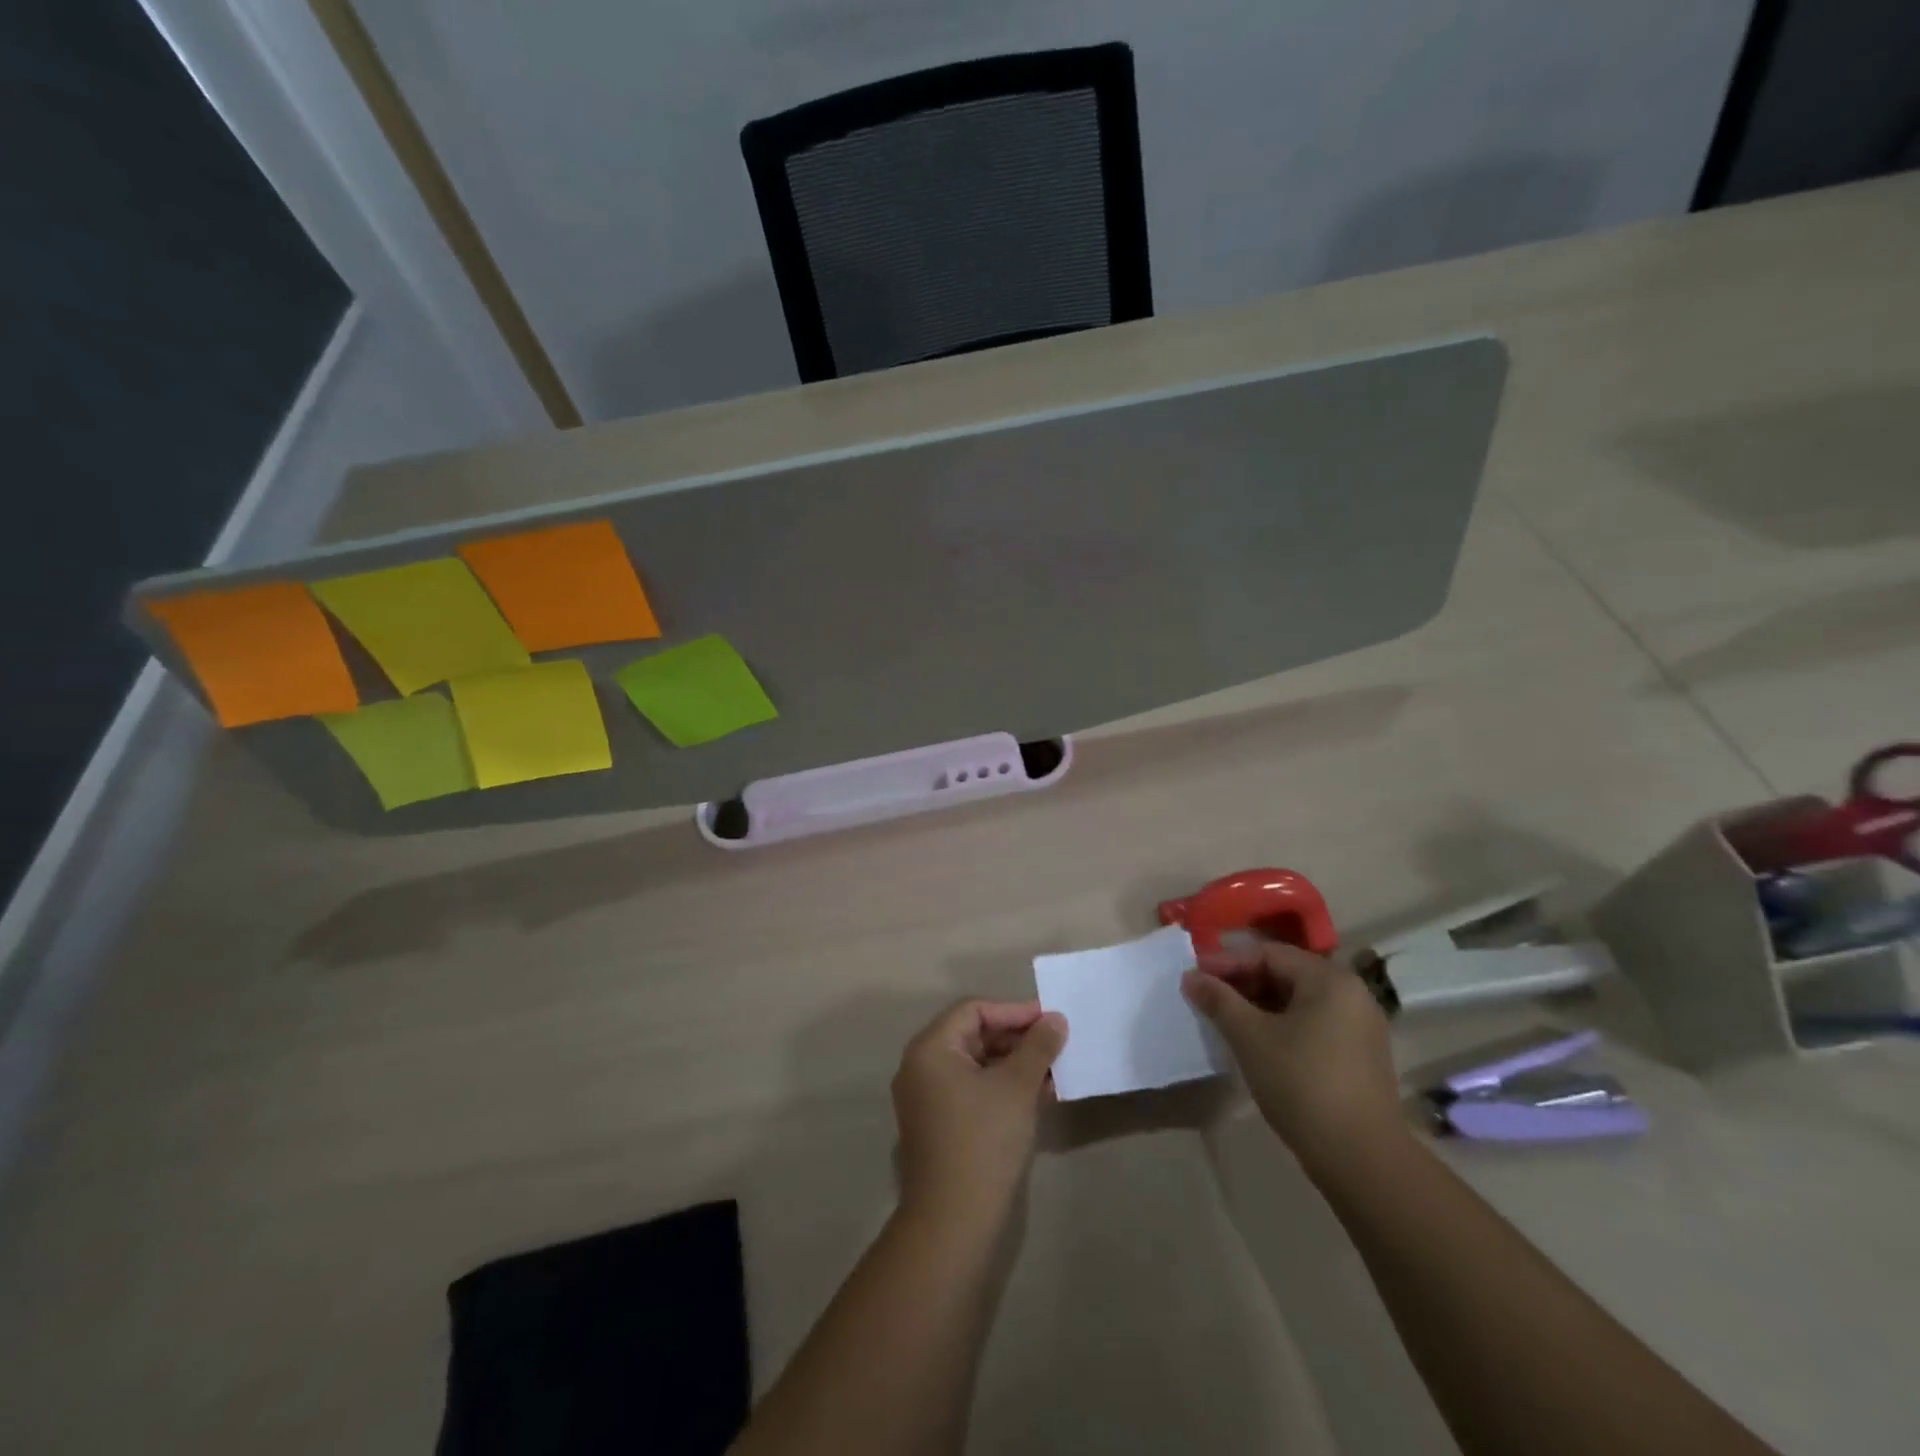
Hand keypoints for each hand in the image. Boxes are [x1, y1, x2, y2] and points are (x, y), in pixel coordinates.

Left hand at [891, 1000, 1066, 1229]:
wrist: (954, 1222)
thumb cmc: (983, 1140)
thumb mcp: (1017, 1086)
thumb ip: (1038, 1046)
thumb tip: (1055, 1018)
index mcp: (931, 1048)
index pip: (974, 1010)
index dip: (1014, 1011)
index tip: (1051, 1020)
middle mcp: (921, 1067)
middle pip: (973, 1035)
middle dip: (1016, 1039)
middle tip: (1056, 1045)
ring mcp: (927, 1098)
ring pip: (975, 1065)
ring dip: (1013, 1064)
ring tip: (1053, 1072)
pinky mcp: (938, 1125)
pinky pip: (972, 1090)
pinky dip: (1001, 1087)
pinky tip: (1037, 1096)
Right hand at [1182, 943, 1403, 1172]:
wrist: (1361, 1159)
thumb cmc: (1302, 1084)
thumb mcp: (1250, 1037)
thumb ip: (1219, 1000)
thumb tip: (1191, 977)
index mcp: (1329, 979)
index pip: (1268, 954)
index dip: (1227, 962)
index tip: (1194, 977)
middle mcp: (1351, 993)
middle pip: (1285, 974)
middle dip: (1242, 983)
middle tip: (1207, 999)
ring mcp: (1360, 1026)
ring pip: (1298, 1002)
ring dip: (1259, 1006)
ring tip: (1226, 1021)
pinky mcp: (1359, 1056)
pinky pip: (1312, 1024)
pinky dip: (1281, 1026)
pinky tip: (1256, 1044)